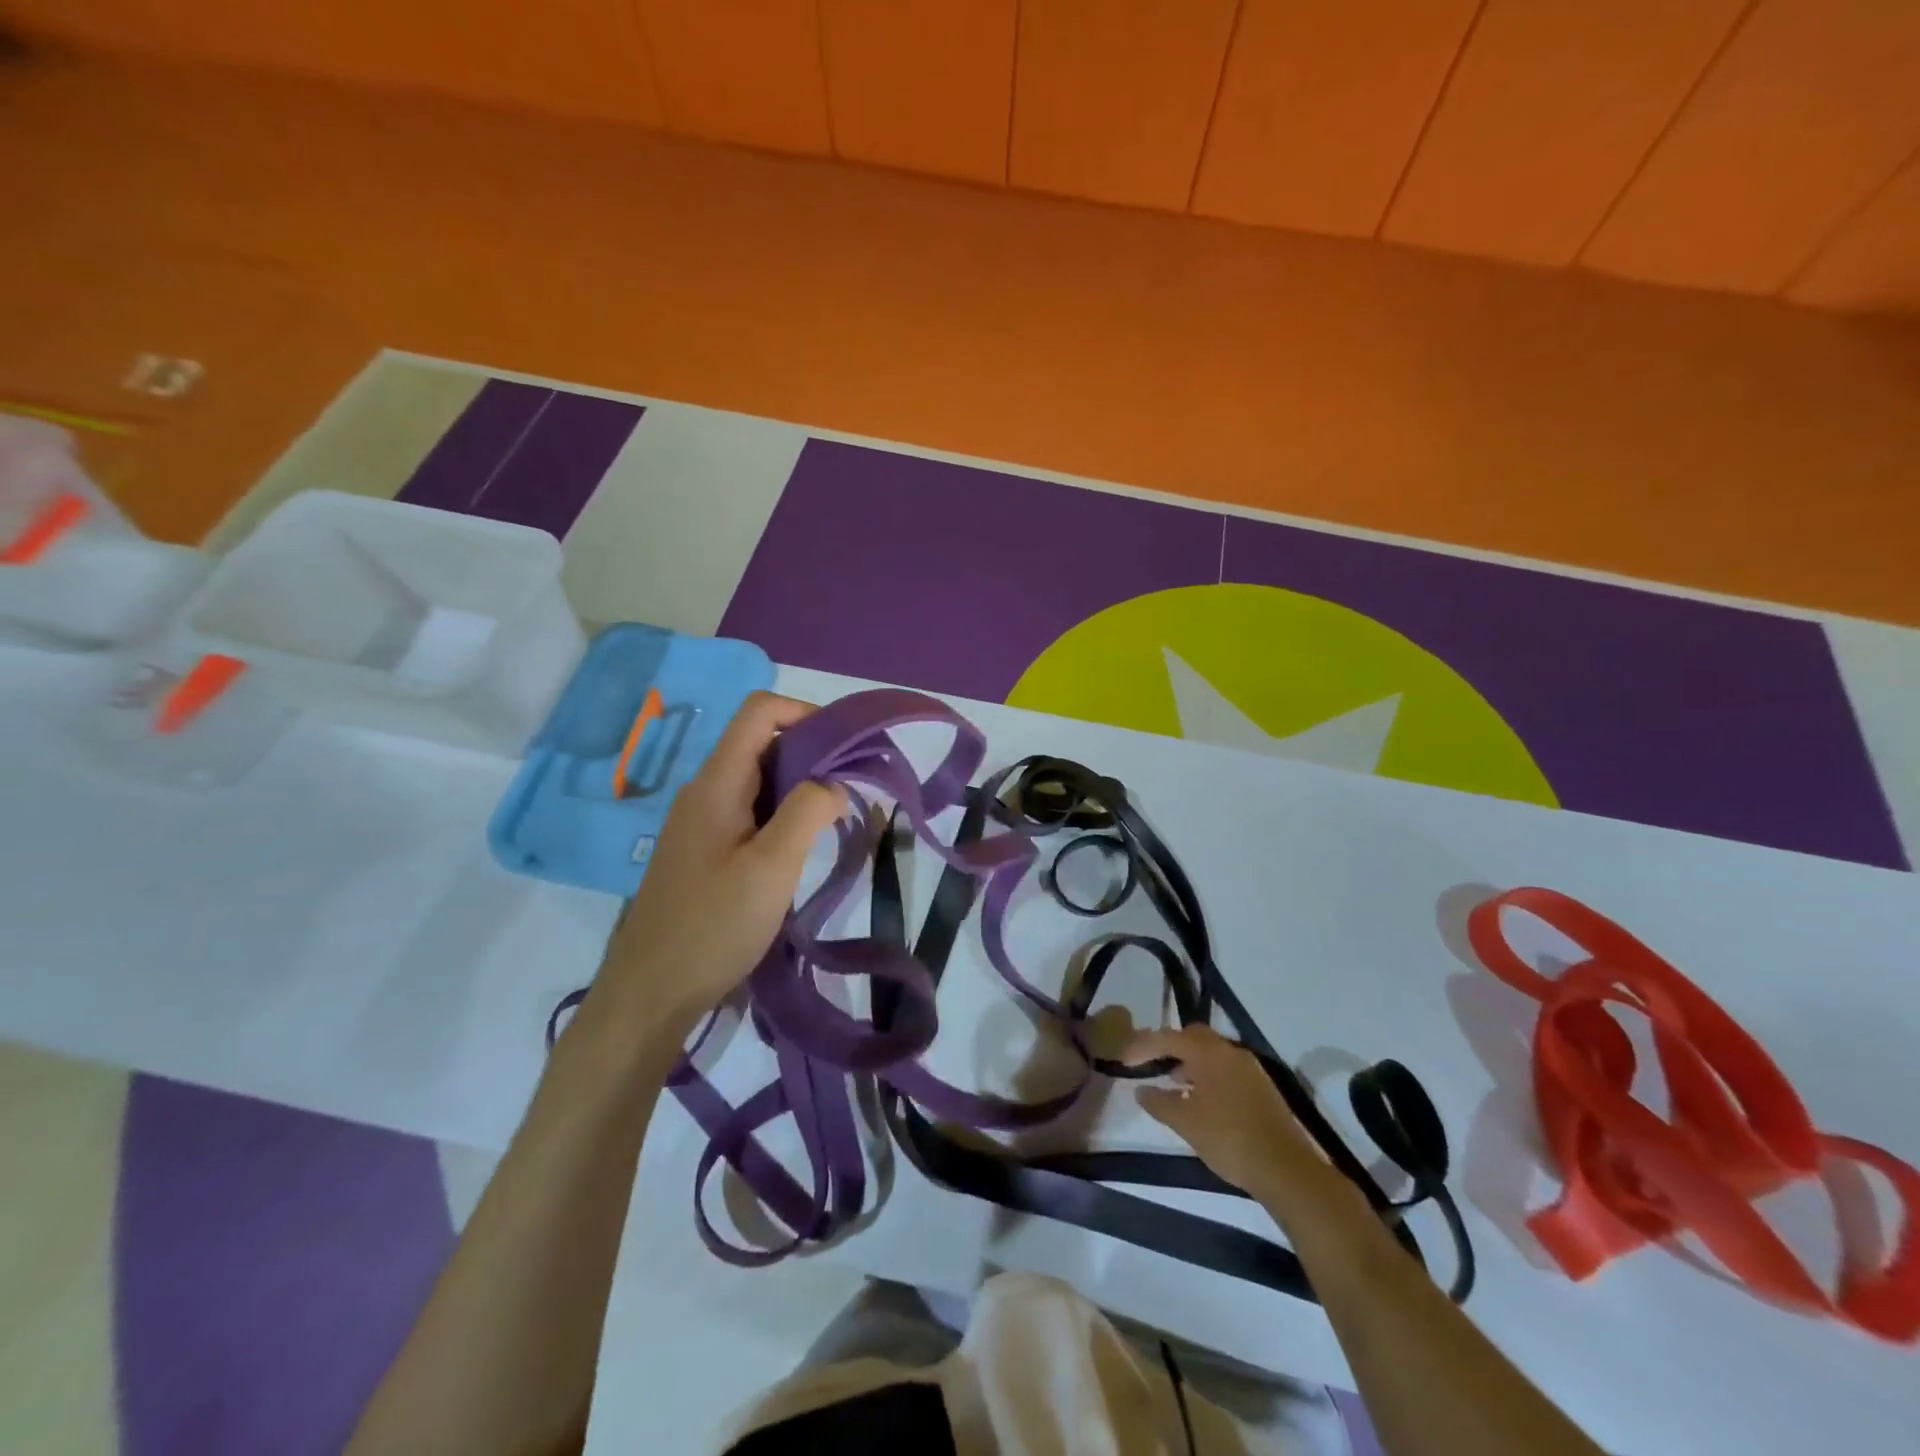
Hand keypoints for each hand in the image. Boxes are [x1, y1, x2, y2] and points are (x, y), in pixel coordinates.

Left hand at [596, 693, 846, 1025]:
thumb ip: (808, 812)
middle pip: (760, 743)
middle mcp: (703, 791)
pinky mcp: (702, 851)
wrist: (649, 993)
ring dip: (798, 789)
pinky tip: (798, 851)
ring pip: (757, 780)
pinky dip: (780, 816)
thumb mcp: (772, 866)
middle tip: (848, 791)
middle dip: (810, 754)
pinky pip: (747, 812)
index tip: (844, 748)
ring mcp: (700, 822)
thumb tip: (834, 782)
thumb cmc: (713, 926)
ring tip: (831, 823)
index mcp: (716, 783)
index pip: (759, 712)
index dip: (805, 714)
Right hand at [1125, 1024, 1350, 1207]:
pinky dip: (1208, 1074)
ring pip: (1212, 1052)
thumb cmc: (1229, 1139)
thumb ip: (1160, 1102)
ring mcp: (1250, 1068)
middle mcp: (1229, 1051)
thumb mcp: (1186, 1123)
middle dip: (1170, 1046)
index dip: (1143, 1046)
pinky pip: (1226, 1068)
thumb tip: (1141, 1089)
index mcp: (1208, 1052)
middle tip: (1152, 1063)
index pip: (1167, 1038)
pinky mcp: (1262, 1086)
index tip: (1125, 1061)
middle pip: (1193, 1037)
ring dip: (1190, 1061)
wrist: (1286, 1168)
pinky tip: (1201, 1099)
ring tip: (1173, 1083)